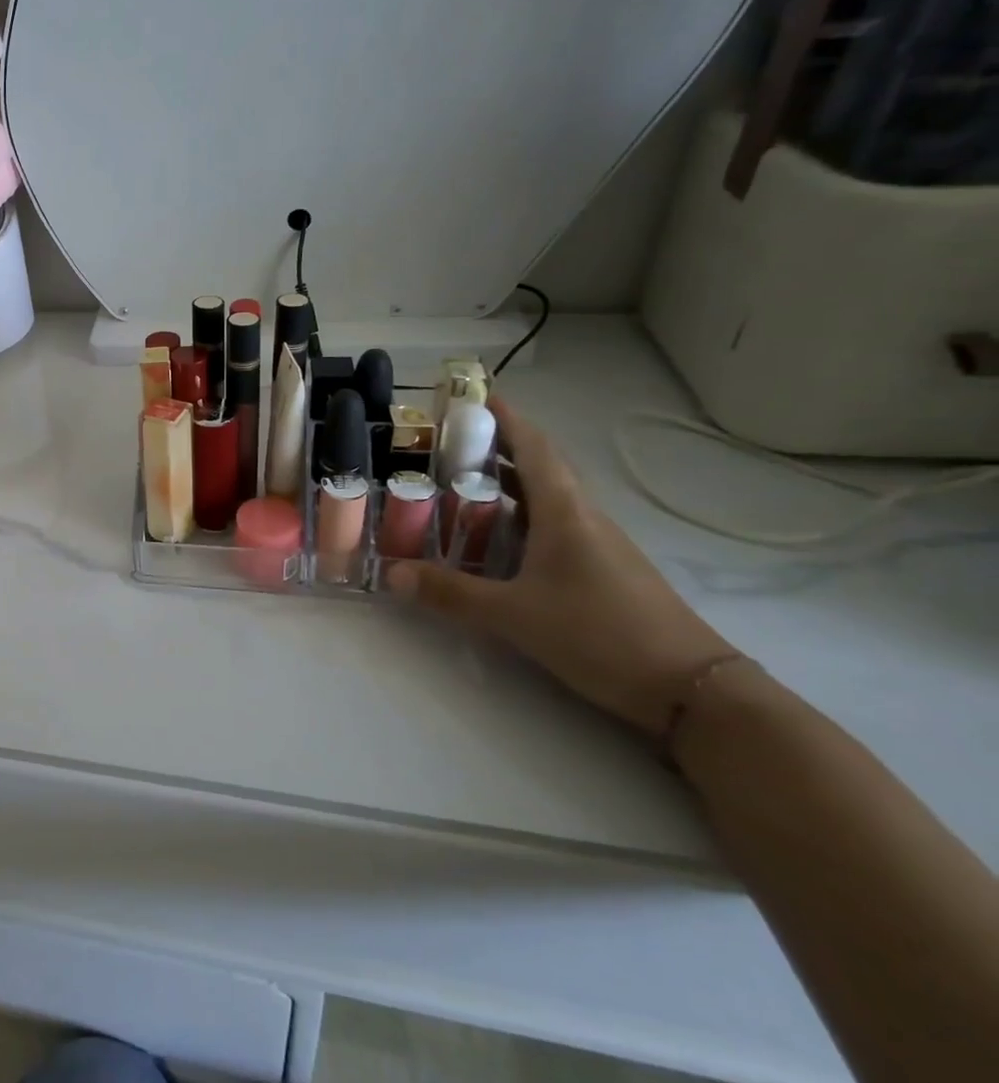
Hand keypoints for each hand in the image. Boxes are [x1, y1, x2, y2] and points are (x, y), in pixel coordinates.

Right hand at [386, 398, 737, 734]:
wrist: (693, 689)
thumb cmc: (600, 634)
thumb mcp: (514, 615)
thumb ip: (450, 593)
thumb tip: (390, 573)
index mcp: (564, 513)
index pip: (532, 447)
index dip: (504, 417)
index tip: (474, 393)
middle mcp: (582, 518)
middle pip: (537, 467)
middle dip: (494, 448)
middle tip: (444, 443)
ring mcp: (597, 544)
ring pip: (545, 498)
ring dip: (505, 483)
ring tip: (457, 483)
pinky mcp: (602, 570)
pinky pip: (553, 526)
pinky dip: (519, 517)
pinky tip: (495, 538)